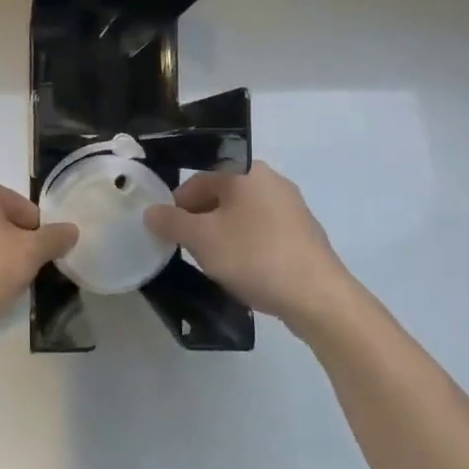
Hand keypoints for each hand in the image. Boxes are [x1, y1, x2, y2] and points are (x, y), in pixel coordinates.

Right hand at [145, 162, 356, 331]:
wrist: (317, 296)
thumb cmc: (254, 256)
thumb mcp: (202, 239)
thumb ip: (171, 222)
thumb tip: (151, 212)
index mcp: (246, 172)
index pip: (198, 180)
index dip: (176, 206)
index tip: (168, 234)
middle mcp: (271, 181)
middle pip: (220, 196)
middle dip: (200, 222)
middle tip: (189, 250)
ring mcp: (292, 207)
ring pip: (241, 216)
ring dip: (222, 236)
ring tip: (216, 264)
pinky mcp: (303, 234)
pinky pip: (262, 233)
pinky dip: (247, 247)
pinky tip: (244, 271)